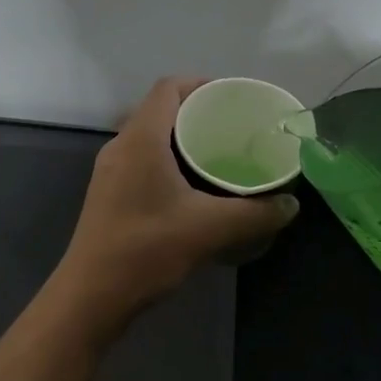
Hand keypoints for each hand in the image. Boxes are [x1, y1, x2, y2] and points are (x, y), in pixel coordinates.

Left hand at [53, 77, 298, 335]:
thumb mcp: (208, 230)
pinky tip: (191, 184)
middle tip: (231, 126)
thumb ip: (254, 214)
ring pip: (149, 134)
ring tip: (216, 151)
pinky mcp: (108, 191)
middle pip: (159, 108)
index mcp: (141, 139)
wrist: (90, 296)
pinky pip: (141, 156)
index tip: (230, 98)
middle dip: (195, 110)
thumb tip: (291, 204)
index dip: (199, 83)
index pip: (168, 87)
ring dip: (180, 135)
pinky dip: (167, 156)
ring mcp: (111, 169)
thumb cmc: (146, 250)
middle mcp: (121, 145)